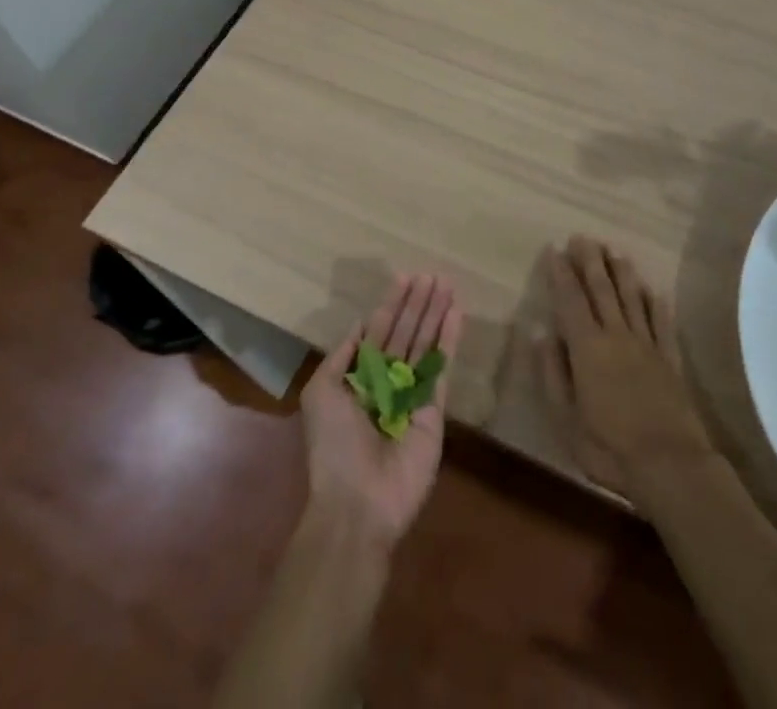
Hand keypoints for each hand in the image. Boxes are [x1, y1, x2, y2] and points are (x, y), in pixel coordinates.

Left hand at [301, 273, 463, 549]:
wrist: (358, 502)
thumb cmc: (334, 446)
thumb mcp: (320, 394)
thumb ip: (341, 357)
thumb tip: (360, 325)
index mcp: (358, 377)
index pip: (379, 331)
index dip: (392, 304)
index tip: (405, 277)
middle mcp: (387, 380)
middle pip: (405, 332)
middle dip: (418, 303)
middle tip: (433, 274)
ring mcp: (412, 394)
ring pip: (425, 343)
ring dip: (435, 313)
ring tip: (447, 284)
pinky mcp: (435, 409)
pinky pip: (442, 367)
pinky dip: (449, 340)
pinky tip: (456, 314)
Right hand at [539, 237, 711, 499]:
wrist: (670, 465)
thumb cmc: (608, 447)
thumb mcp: (565, 419)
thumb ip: (552, 373)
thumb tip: (541, 332)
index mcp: (587, 348)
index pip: (571, 300)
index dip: (561, 274)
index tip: (554, 249)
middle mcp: (617, 335)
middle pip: (602, 289)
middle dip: (590, 261)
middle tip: (582, 237)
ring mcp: (647, 345)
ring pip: (633, 298)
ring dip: (622, 272)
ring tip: (614, 251)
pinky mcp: (670, 359)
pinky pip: (662, 323)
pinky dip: (656, 303)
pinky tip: (653, 290)